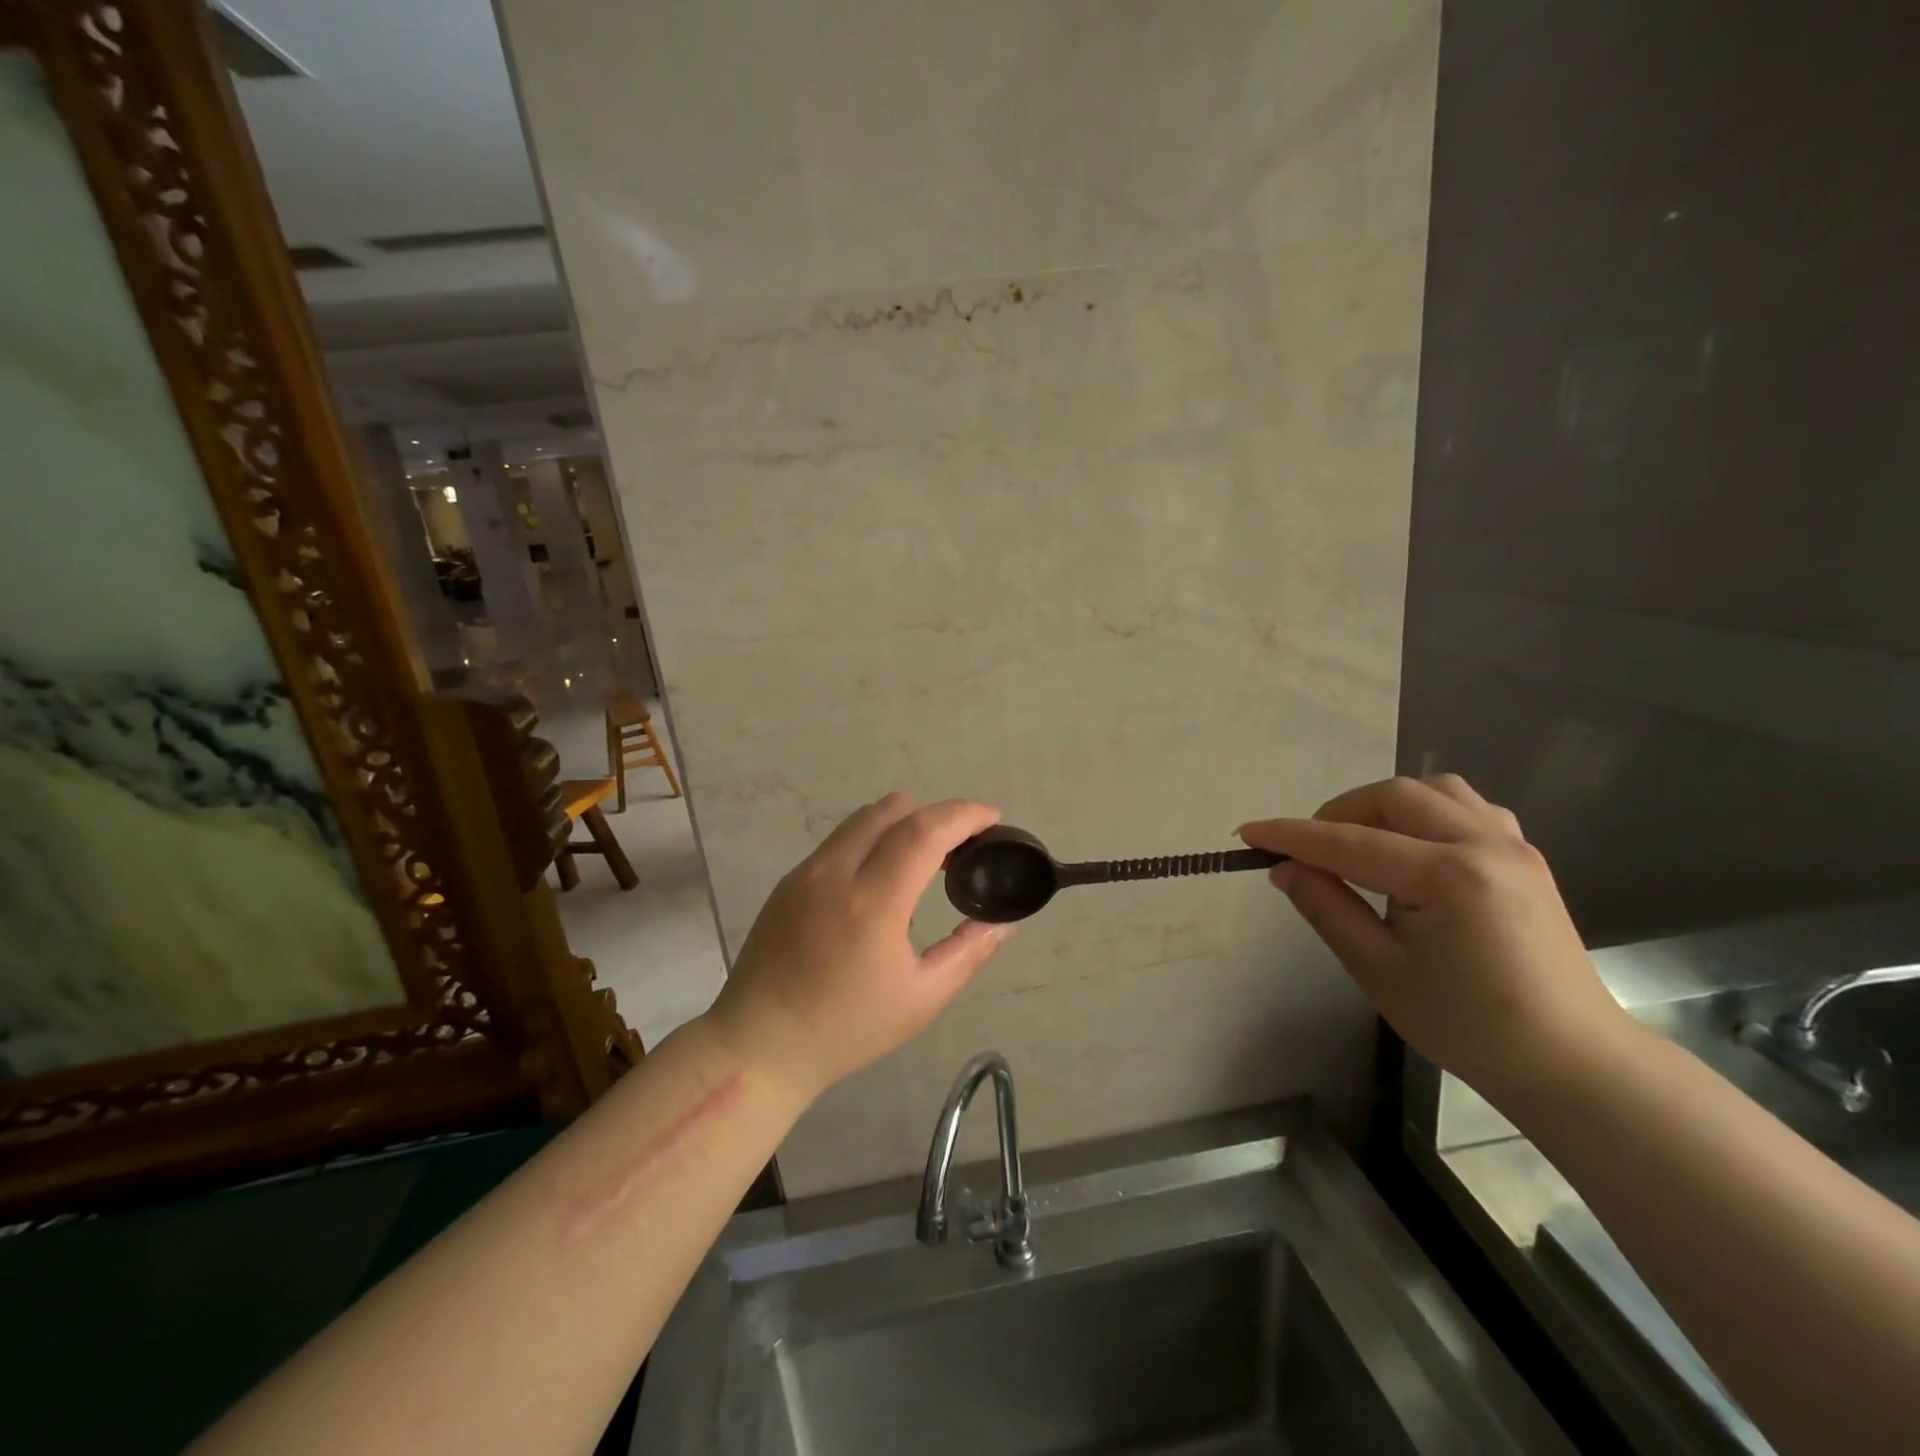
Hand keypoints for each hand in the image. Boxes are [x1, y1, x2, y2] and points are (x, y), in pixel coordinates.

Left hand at [705, 793, 1013, 1099]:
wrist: (759, 1044)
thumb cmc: (846, 1029)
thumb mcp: (921, 999)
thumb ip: (968, 952)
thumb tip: (1004, 922)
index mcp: (872, 904)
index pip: (924, 831)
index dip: (964, 815)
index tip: (992, 818)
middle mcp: (835, 873)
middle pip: (894, 809)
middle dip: (936, 815)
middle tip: (962, 847)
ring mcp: (806, 871)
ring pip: (864, 818)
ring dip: (903, 823)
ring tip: (926, 860)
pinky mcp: (789, 879)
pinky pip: (841, 839)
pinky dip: (873, 840)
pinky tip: (883, 878)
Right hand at [1239, 774, 1632, 1099]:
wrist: (1570, 1061)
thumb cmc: (1467, 1025)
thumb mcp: (1379, 970)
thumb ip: (1327, 908)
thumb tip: (1286, 869)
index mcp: (1448, 877)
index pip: (1350, 843)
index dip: (1293, 836)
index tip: (1248, 833)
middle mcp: (1484, 845)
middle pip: (1394, 797)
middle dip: (1339, 814)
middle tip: (1309, 851)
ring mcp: (1512, 846)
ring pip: (1434, 791)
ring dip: (1384, 807)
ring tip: (1359, 843)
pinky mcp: (1524, 858)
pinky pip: (1467, 808)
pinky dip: (1426, 813)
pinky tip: (1413, 847)